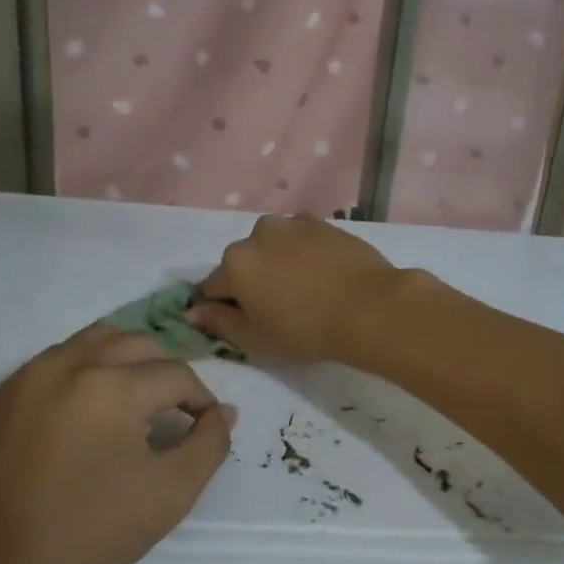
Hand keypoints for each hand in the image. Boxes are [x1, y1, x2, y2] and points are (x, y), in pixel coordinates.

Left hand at [0, 325, 231, 563]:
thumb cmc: (89, 534)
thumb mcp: (170, 495)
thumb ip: (209, 445)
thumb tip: (223, 413)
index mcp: (111, 385)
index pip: (176, 374)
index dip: (201, 398)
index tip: (206, 425)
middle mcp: (66, 365)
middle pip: (135, 344)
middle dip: (166, 371)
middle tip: (176, 409)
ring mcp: (24, 378)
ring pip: (90, 343)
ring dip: (124, 361)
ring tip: (134, 401)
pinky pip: (50, 365)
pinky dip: (81, 374)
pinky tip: (84, 416)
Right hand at [191, 214, 409, 365]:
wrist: (370, 307)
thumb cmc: (305, 330)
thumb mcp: (254, 339)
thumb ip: (219, 322)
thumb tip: (193, 311)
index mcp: (235, 262)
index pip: (212, 287)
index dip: (223, 308)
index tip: (245, 324)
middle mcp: (259, 233)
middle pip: (244, 262)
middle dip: (252, 282)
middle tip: (279, 310)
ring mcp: (295, 224)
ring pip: (274, 248)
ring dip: (279, 265)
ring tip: (305, 292)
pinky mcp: (325, 224)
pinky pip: (303, 242)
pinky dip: (305, 256)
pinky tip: (324, 277)